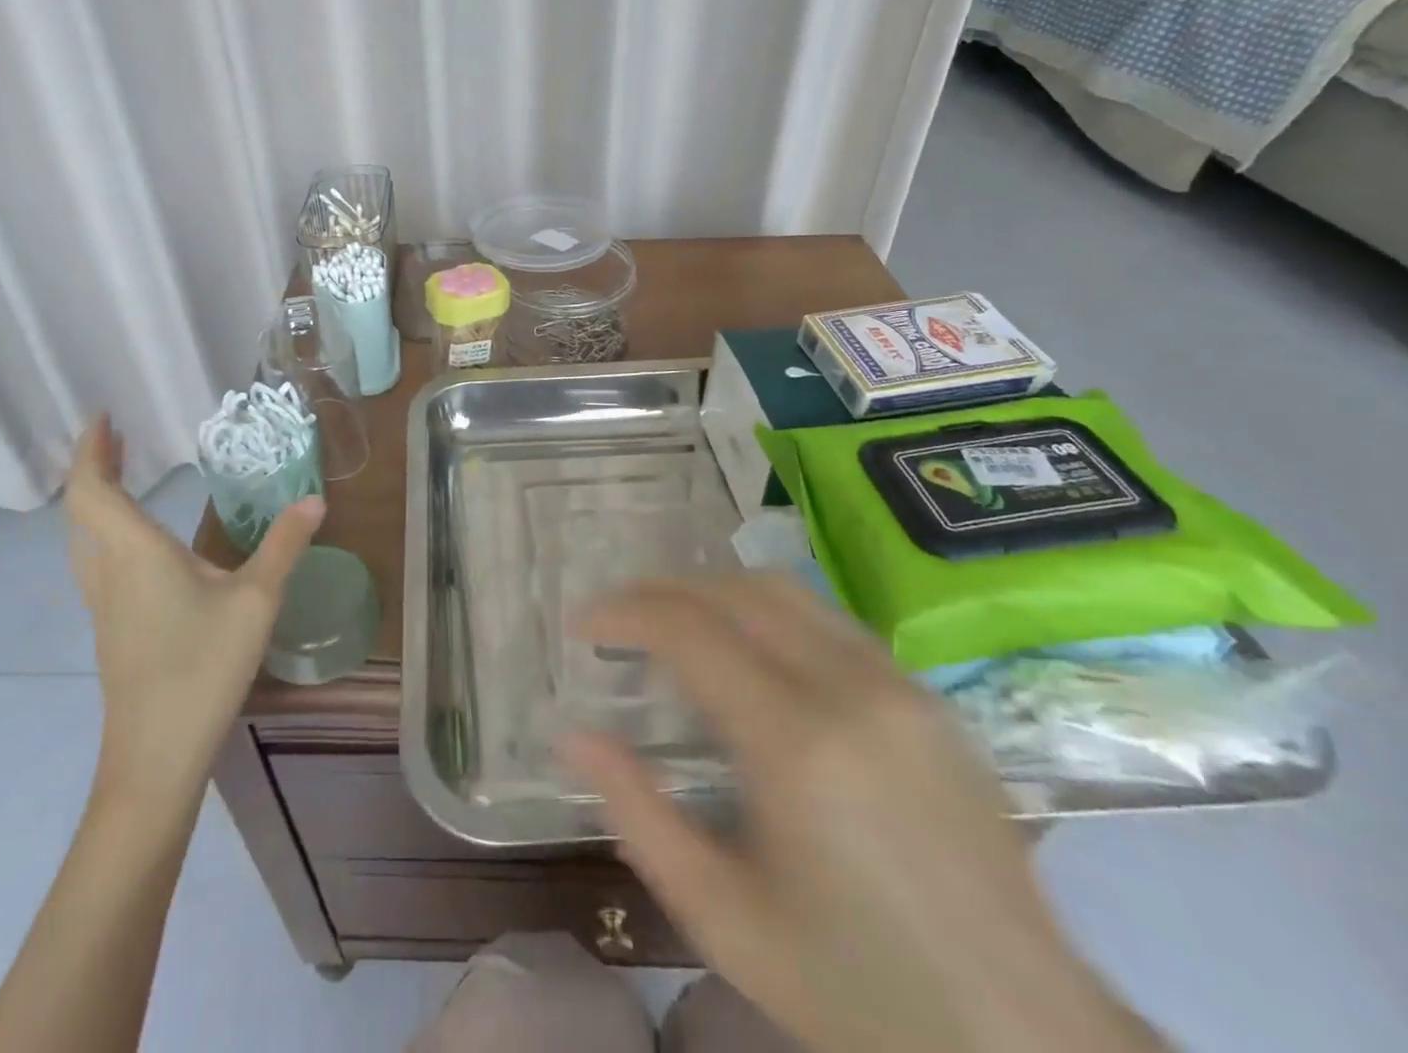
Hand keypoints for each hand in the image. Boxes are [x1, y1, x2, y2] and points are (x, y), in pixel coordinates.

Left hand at [65, 416, 323, 807]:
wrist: (155, 755)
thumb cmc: (202, 667)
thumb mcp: (256, 600)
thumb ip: (283, 545)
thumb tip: (314, 500)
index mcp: (135, 553)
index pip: (93, 490)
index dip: (92, 451)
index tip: (104, 418)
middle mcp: (109, 572)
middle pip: (82, 510)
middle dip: (95, 468)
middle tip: (118, 439)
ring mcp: (104, 605)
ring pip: (84, 539)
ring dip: (97, 501)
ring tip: (125, 479)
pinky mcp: (112, 629)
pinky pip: (97, 563)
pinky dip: (107, 532)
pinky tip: (140, 546)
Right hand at [561, 576, 1159, 1052]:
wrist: (1022, 1041)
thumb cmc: (854, 990)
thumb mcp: (720, 918)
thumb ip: (636, 813)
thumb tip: (574, 734)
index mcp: (796, 743)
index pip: (688, 630)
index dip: (623, 613)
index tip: (581, 624)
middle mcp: (850, 688)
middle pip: (733, 591)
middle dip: (660, 589)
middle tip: (616, 615)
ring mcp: (898, 683)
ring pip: (782, 589)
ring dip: (712, 589)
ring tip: (669, 618)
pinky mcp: (926, 695)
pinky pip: (826, 619)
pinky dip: (764, 610)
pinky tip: (744, 646)